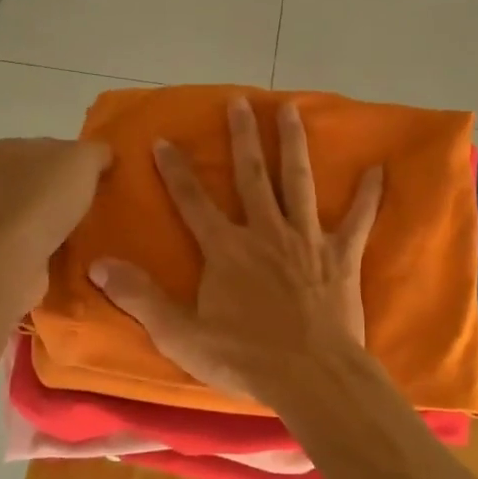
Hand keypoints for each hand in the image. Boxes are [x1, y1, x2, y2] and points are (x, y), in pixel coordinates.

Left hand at [0, 137, 111, 311]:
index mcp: (8, 148)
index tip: (101, 178)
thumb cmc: (44, 198)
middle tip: (100, 205)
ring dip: (63, 222)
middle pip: (46, 180)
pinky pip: (35, 241)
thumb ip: (98, 151)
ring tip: (90, 232)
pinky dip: (54, 246)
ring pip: (41, 212)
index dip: (79, 161)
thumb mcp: (85, 158)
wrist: (11, 259)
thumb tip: (104, 158)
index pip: (52, 147)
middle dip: (72, 193)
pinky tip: (72, 253)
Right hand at [89, 97, 382, 405]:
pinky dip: (368, 196)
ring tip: (291, 109)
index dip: (176, 170)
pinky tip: (379, 169)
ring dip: (293, 144)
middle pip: (252, 175)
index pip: (193, 201)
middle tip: (240, 101)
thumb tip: (98, 263)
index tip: (164, 139)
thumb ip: (140, 297)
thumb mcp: (180, 335)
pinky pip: (358, 220)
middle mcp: (265, 232)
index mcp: (227, 249)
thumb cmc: (245, 358)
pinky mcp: (341, 256)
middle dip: (243, 137)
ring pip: (298, 182)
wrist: (312, 377)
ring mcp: (307, 240)